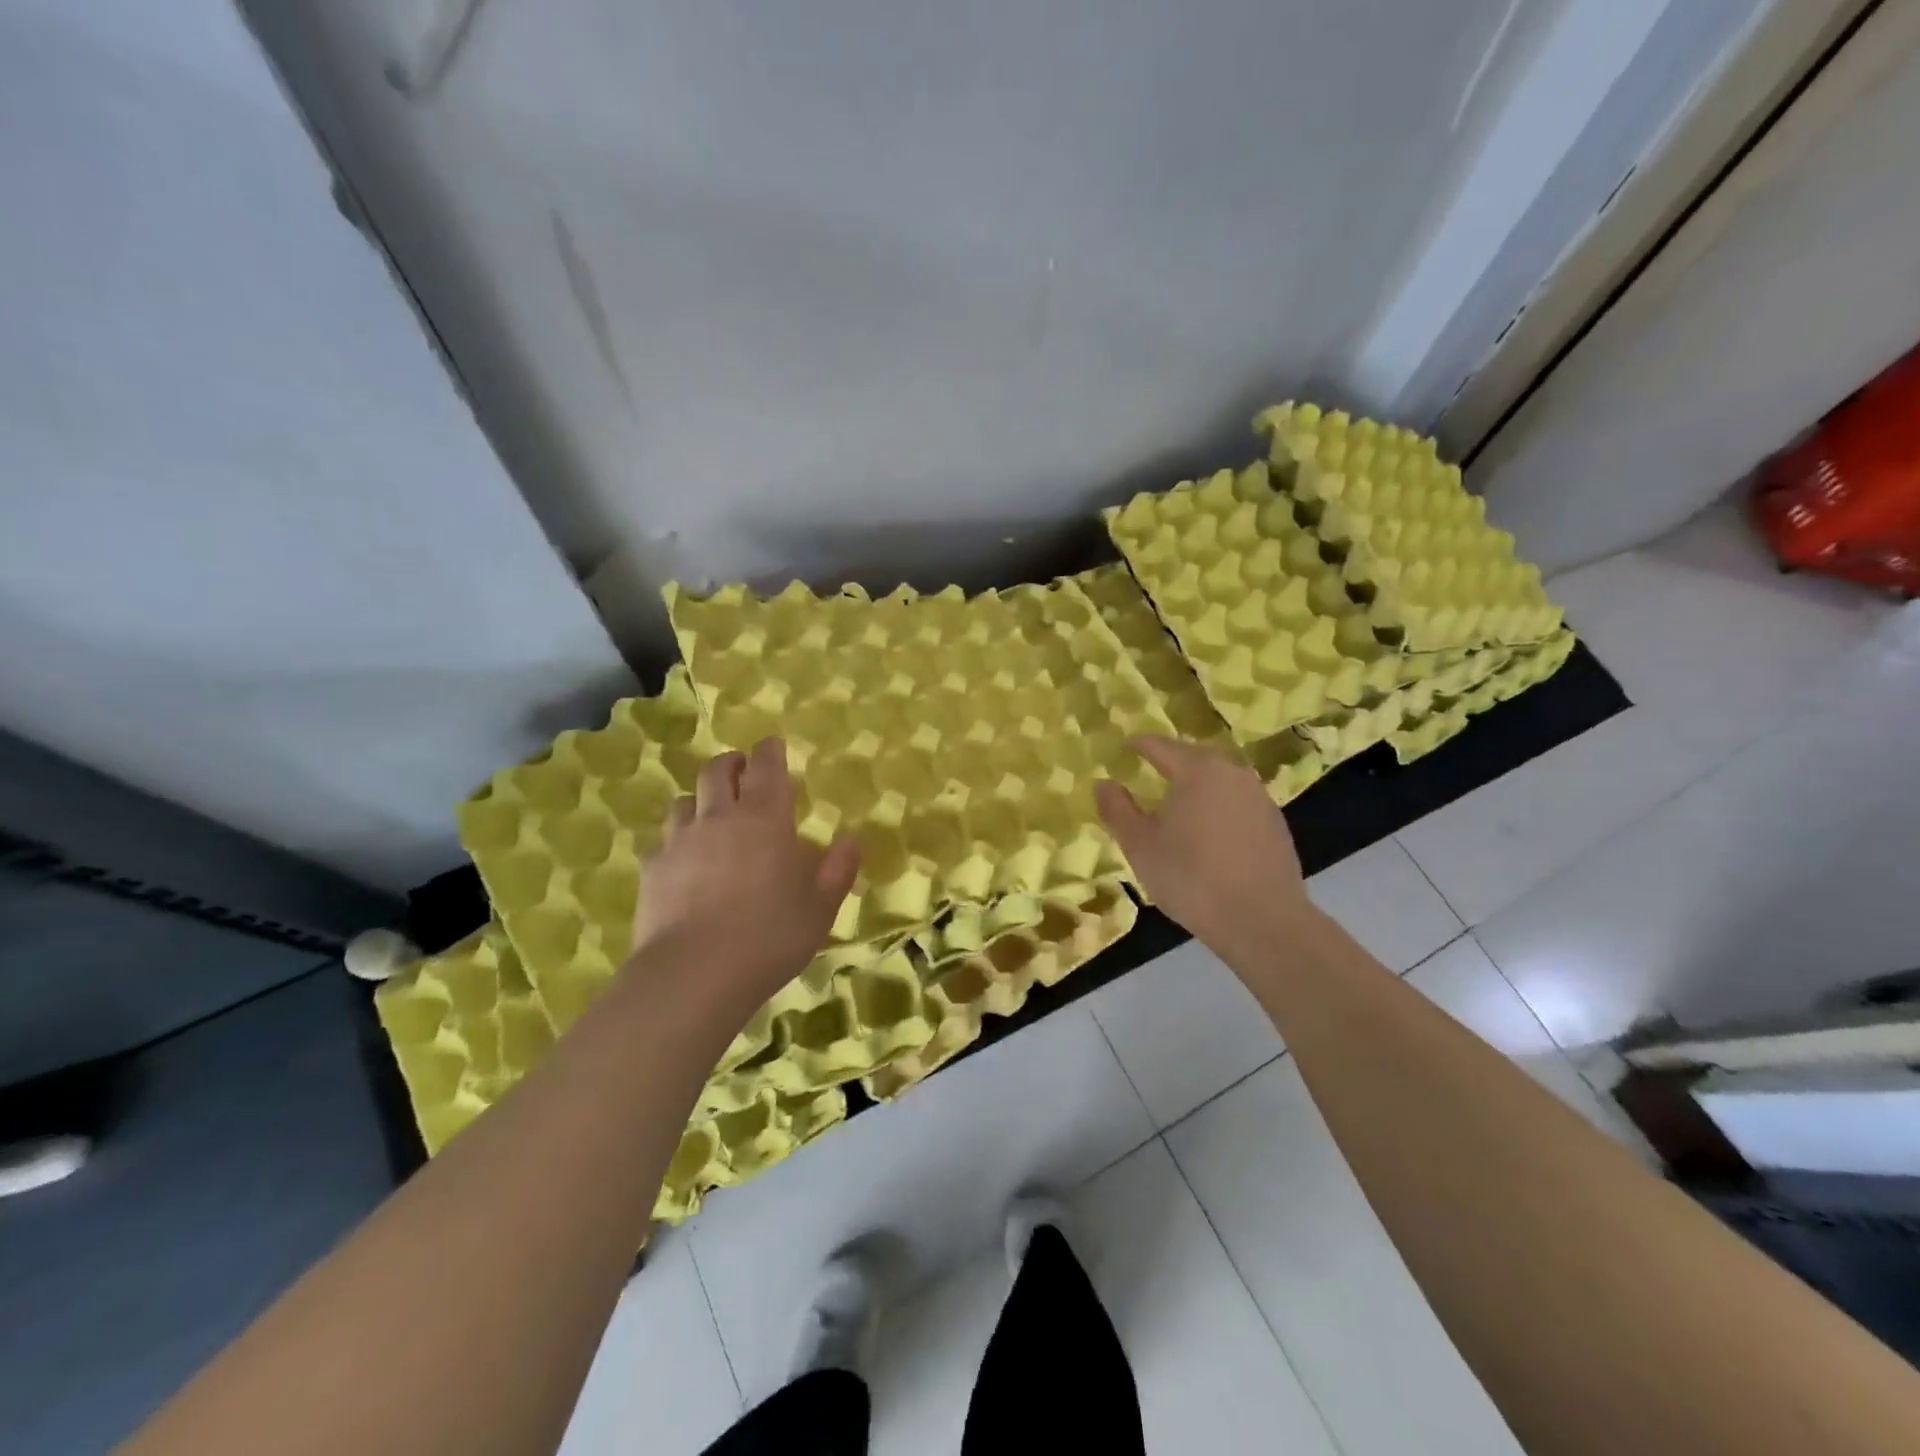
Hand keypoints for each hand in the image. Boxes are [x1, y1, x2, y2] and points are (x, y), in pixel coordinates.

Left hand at [630, 738, 860, 1013]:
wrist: (695, 973)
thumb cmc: (771, 935)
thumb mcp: (820, 907)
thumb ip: (838, 869)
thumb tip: (852, 838)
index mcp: (766, 819)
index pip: (766, 767)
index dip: (769, 750)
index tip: (772, 744)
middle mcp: (720, 818)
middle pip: (717, 772)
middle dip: (731, 763)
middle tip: (741, 769)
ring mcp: (680, 841)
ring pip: (684, 801)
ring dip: (700, 799)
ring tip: (710, 814)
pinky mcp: (652, 869)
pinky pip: (662, 840)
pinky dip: (676, 840)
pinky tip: (682, 859)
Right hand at [1095, 735, 1313, 957]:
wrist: (1261, 920)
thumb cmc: (1190, 877)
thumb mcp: (1139, 845)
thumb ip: (1117, 809)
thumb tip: (1104, 783)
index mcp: (1197, 770)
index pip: (1160, 745)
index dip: (1139, 744)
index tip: (1125, 745)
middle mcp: (1232, 772)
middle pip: (1194, 756)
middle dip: (1171, 760)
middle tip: (1149, 769)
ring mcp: (1258, 797)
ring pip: (1220, 778)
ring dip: (1197, 783)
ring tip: (1178, 800)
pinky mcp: (1275, 823)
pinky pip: (1237, 801)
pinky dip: (1218, 805)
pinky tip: (1209, 829)